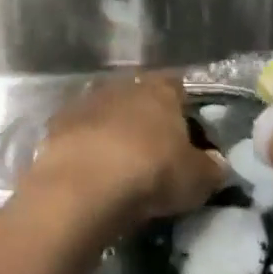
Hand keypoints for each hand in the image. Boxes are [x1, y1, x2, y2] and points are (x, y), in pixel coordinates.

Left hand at [23, 73, 224, 232]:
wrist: (82, 187)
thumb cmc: (151, 173)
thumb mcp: (197, 178)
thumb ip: (211, 167)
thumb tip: (217, 164)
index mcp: (160, 89)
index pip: (178, 87)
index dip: (185, 109)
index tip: (189, 134)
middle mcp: (121, 86)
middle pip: (139, 98)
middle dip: (146, 120)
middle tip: (156, 152)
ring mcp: (84, 103)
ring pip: (106, 114)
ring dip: (113, 132)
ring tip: (121, 165)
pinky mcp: (55, 126)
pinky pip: (80, 134)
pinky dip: (87, 148)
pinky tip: (92, 172)